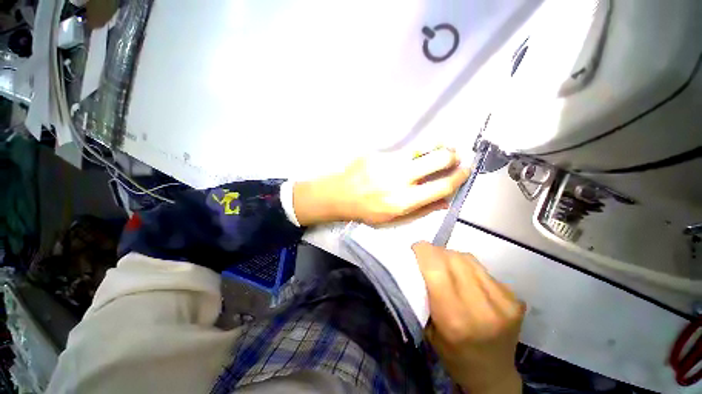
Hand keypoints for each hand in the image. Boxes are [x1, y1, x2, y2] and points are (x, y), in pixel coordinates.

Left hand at [293, 147, 469, 225]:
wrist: (340, 194)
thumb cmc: (366, 210)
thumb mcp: (393, 219)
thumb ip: (421, 210)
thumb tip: (445, 201)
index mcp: (403, 201)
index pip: (441, 186)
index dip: (458, 177)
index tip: (466, 171)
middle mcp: (399, 180)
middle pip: (437, 160)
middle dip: (452, 157)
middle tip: (455, 157)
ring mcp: (387, 163)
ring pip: (422, 148)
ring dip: (438, 147)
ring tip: (443, 148)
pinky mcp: (378, 153)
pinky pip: (405, 149)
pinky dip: (417, 150)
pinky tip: (416, 154)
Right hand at [412, 242, 524, 393]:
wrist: (493, 374)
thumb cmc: (452, 354)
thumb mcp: (428, 328)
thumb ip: (424, 293)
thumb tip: (420, 263)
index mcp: (454, 318)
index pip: (436, 268)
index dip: (424, 251)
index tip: (415, 247)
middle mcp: (481, 308)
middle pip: (453, 258)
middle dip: (436, 252)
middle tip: (428, 257)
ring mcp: (503, 302)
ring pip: (469, 259)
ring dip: (452, 257)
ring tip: (446, 266)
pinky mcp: (515, 298)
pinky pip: (483, 269)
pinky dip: (469, 267)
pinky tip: (466, 279)